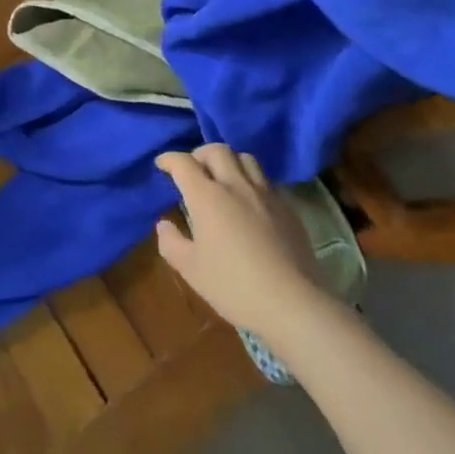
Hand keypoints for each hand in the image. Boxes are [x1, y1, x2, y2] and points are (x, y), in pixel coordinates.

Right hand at [155, 145, 324, 343]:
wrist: (292, 303)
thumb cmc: (234, 287)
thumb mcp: (191, 270)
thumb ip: (171, 243)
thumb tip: (164, 224)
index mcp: (207, 196)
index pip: (183, 163)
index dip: (169, 159)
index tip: (162, 164)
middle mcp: (235, 185)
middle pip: (216, 150)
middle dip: (200, 154)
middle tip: (193, 169)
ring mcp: (265, 193)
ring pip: (245, 158)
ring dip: (229, 161)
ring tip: (223, 178)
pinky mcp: (287, 207)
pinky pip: (266, 181)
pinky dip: (252, 181)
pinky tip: (251, 201)